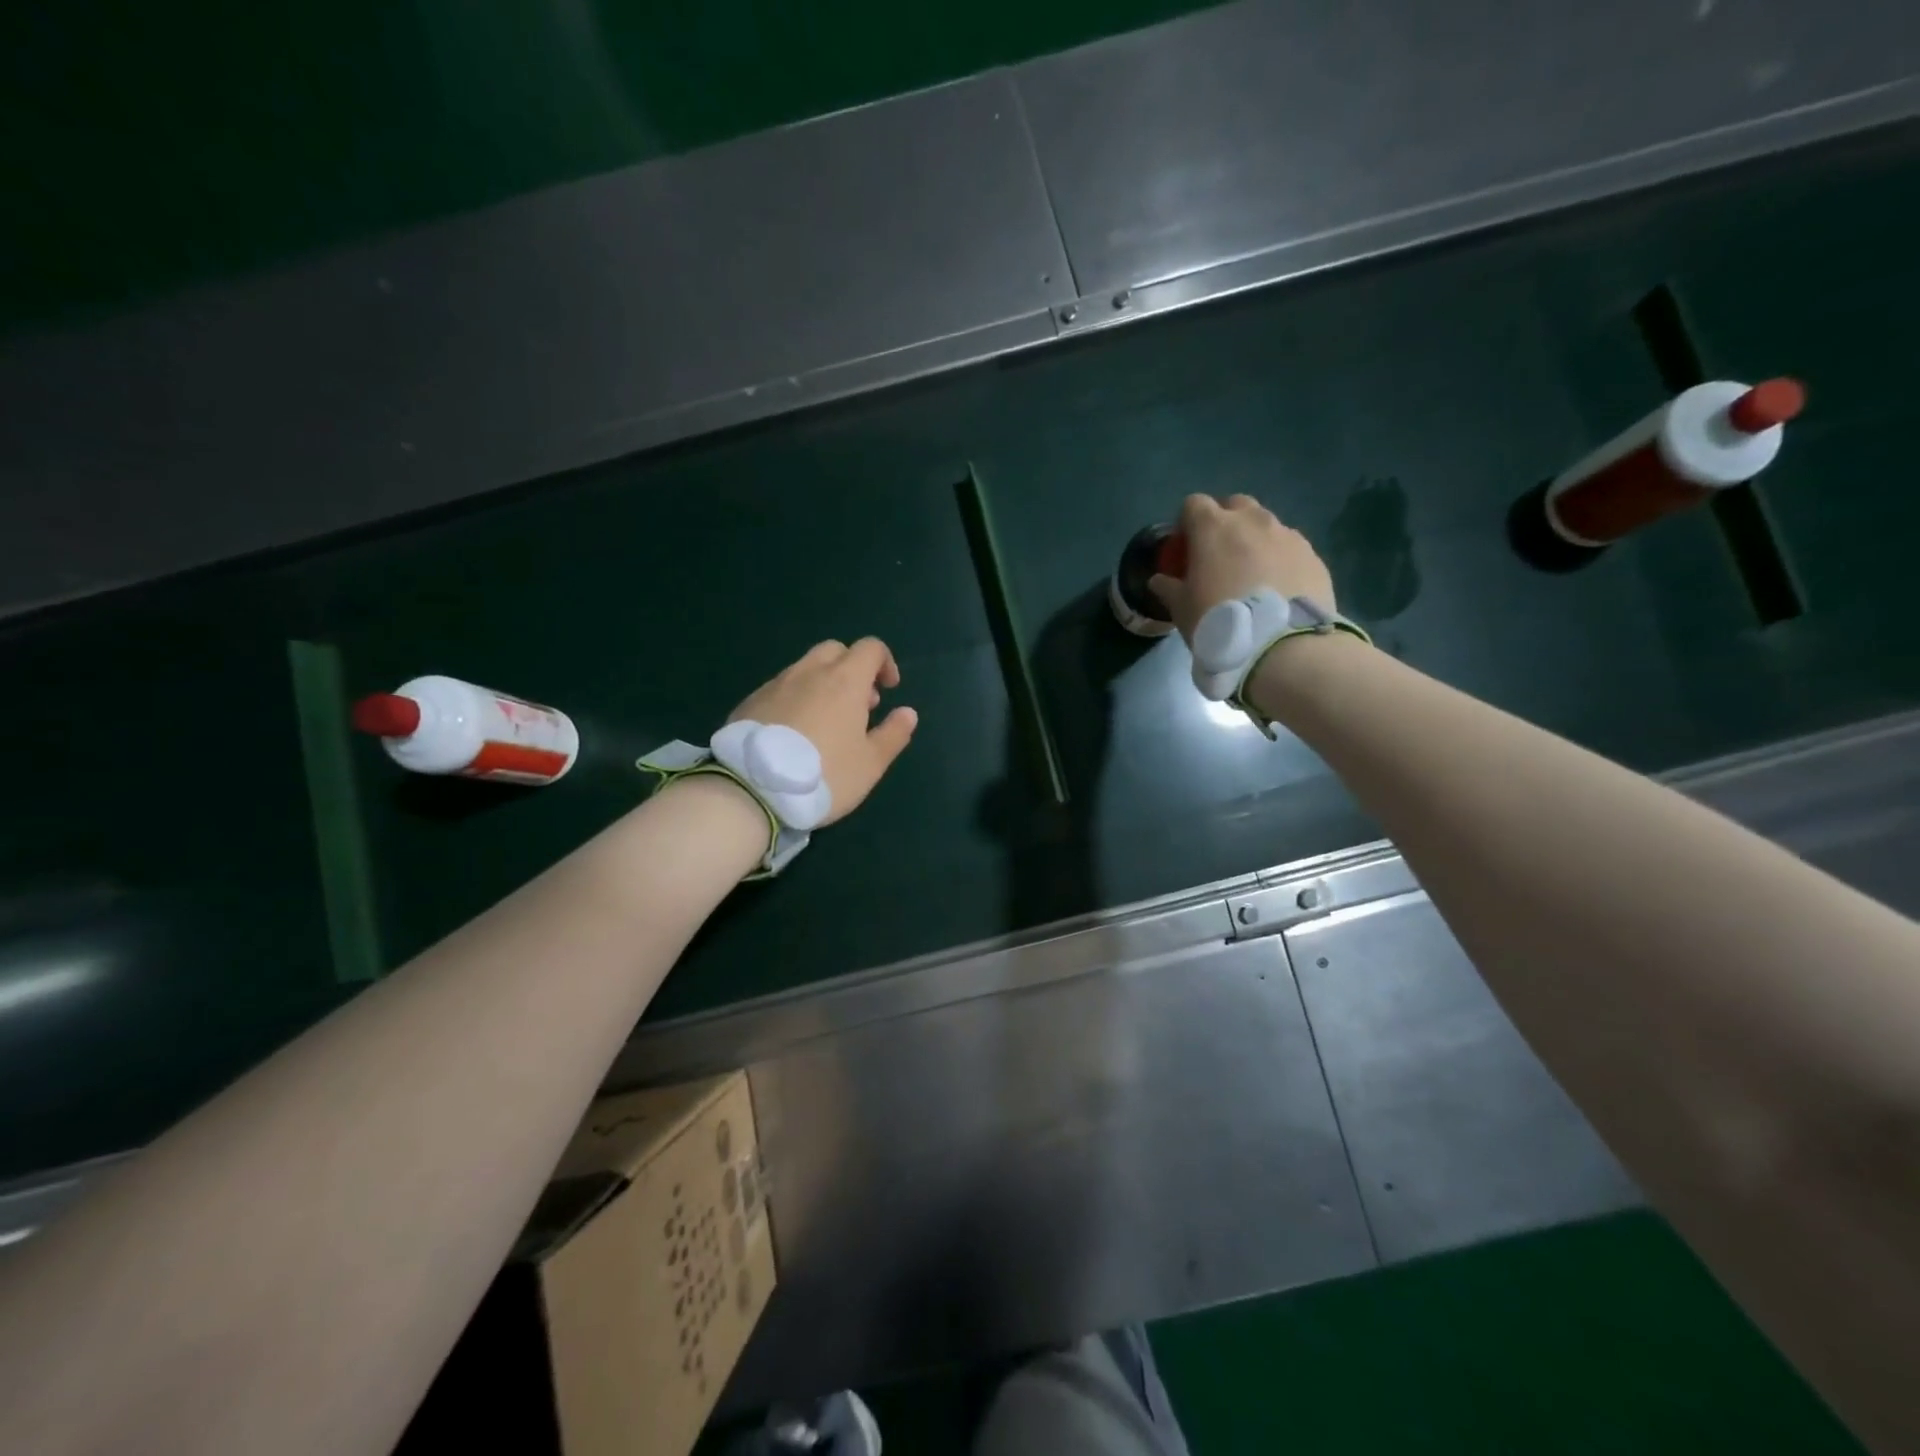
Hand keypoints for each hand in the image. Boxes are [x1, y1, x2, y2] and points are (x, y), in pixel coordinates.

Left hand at [728, 638, 918, 824]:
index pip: (870, 648)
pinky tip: (793, 733)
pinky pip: (780, 688)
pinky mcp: (750, 702)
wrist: (753, 789)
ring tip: (825, 723)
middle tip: (858, 705)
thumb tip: (908, 713)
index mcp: (844, 680)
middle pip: (835, 651)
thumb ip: (893, 734)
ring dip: (822, 684)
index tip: (888, 690)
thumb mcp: (871, 763)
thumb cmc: (825, 775)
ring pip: (805, 668)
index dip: (885, 663)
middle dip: (852, 669)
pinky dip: (795, 699)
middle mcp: (809, 672)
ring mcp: (775, 684)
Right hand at [1147, 493, 1336, 643]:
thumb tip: (1159, 580)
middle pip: (1235, 505)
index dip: (1186, 523)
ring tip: (1252, 574)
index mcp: (1213, 527)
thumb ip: (1168, 588)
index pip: (1193, 504)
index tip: (1185, 548)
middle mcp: (1252, 521)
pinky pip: (1290, 548)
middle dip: (1225, 522)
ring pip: (1266, 524)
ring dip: (1255, 540)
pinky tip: (1278, 588)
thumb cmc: (1219, 621)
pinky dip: (1280, 559)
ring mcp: (1287, 535)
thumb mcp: (1181, 610)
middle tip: (1219, 555)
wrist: (1281, 646)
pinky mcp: (1313, 555)